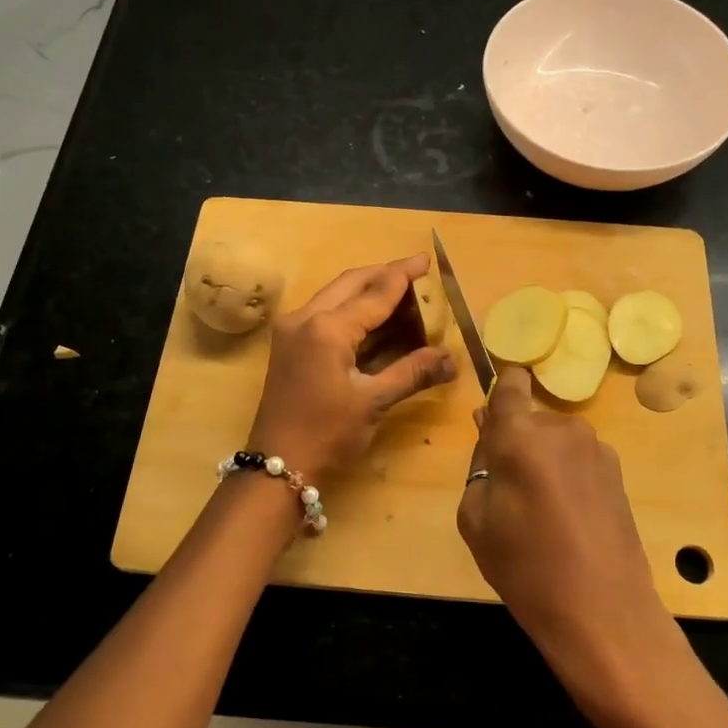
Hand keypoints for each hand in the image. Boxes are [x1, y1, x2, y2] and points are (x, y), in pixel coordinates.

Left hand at [247, 254, 455, 478]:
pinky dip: (351, 309)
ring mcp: (292, 330)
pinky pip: (324, 313)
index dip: (402, 276)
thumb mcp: (373, 402)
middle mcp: (305, 318)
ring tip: (400, 290)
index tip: (425, 260)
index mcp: (327, 328)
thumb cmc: (327, 434)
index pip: (374, 293)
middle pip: (350, 283)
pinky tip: (374, 317)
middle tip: (415, 271)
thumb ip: (412, 372)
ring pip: (335, 295)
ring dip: (366, 290)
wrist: (276, 467)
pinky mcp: (289, 345)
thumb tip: (452, 359)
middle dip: (383, 275)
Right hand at [456, 367, 676, 695]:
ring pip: (555, 440)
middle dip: (516, 442)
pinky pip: (578, 460)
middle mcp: (563, 429)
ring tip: (540, 512)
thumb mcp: (476, 518)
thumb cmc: (525, 567)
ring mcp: (597, 449)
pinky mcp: (618, 473)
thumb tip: (489, 430)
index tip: (491, 418)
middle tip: (507, 490)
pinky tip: (568, 520)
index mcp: (522, 435)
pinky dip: (567, 477)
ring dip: (543, 461)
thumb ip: (480, 463)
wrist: (602, 611)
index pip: (511, 382)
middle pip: (530, 419)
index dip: (500, 391)